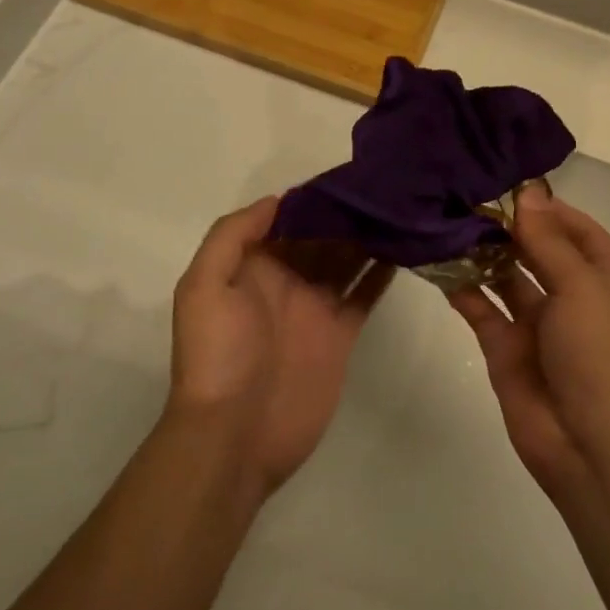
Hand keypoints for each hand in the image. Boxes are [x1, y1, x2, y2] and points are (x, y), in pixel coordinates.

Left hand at [170, 197, 394, 498]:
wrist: (235, 435)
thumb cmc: (217, 355)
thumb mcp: (204, 286)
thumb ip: (233, 236)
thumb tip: (277, 201)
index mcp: (253, 266)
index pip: (286, 220)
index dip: (312, 198)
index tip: (346, 174)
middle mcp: (286, 281)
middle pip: (322, 236)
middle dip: (347, 212)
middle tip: (386, 185)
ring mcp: (315, 308)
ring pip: (347, 260)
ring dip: (369, 236)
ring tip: (401, 209)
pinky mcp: (341, 335)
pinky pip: (364, 295)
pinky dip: (382, 273)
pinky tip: (405, 249)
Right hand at [447, 184, 609, 496]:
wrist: (589, 444)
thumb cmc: (598, 354)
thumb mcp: (580, 287)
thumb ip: (548, 241)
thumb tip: (529, 193)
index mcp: (604, 278)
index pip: (578, 229)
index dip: (548, 208)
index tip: (508, 185)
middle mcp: (573, 296)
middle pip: (539, 250)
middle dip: (509, 227)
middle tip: (467, 196)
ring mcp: (538, 324)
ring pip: (507, 278)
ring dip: (482, 254)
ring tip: (447, 221)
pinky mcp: (506, 348)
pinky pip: (482, 309)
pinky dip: (463, 289)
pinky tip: (437, 264)